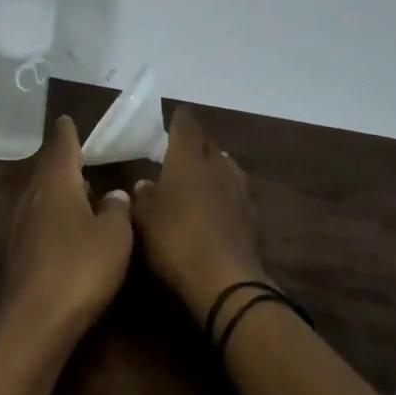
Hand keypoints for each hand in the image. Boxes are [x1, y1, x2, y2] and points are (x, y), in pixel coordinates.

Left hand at [4, 116, 134, 334]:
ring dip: (58, 189)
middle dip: (62, 161)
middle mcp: (33, 199)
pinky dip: (53, 214)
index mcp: (56, 184)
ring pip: (41, 197)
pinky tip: (67, 227)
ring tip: (78, 187)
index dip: (67, 133)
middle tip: (78, 153)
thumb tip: (115, 194)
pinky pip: (38, 221)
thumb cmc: (80, 268)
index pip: (62, 147)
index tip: (67, 119)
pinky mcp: (19, 254)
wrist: (35, 321)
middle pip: (47, 171)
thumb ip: (117, 209)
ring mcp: (21, 227)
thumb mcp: (114, 236)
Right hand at [132, 107, 268, 320]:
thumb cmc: (176, 240)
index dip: (180, 119)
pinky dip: (225, 191)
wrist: (225, 281)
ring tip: (202, 170)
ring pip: (226, 166)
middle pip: (209, 144)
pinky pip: (236, 192)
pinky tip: (218, 201)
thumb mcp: (144, 219)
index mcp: (188, 160)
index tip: (176, 114)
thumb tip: (145, 184)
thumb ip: (144, 197)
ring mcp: (239, 191)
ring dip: (214, 165)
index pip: (186, 127)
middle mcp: (217, 167)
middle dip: (197, 142)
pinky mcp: (251, 217)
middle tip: (182, 145)